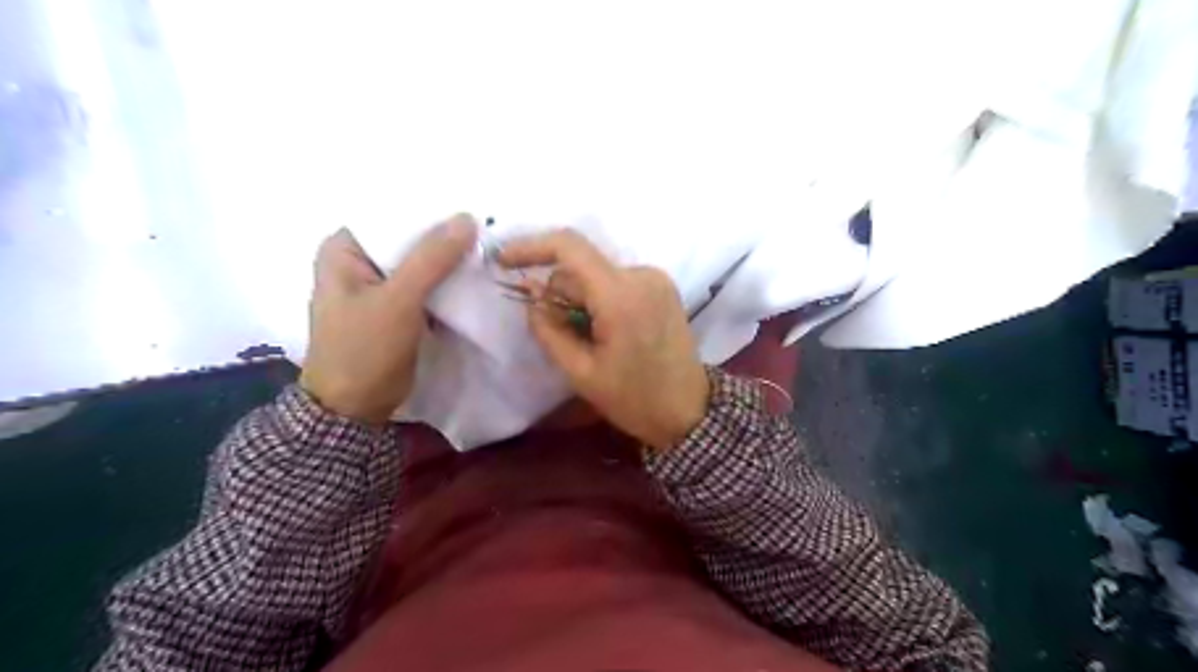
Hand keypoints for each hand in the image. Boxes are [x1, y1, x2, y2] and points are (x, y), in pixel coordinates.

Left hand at [299, 215, 476, 423]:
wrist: (355, 408)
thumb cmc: (364, 350)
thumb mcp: (398, 300)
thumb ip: (431, 259)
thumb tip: (467, 218)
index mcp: (344, 249)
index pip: (392, 213)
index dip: (429, 209)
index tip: (471, 207)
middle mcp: (360, 261)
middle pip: (409, 238)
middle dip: (444, 237)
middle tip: (488, 229)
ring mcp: (380, 286)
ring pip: (421, 263)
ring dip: (450, 261)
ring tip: (488, 249)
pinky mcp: (399, 307)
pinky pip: (427, 285)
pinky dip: (448, 283)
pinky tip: (475, 277)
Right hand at [500, 229, 704, 448]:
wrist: (689, 411)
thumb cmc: (634, 399)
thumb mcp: (580, 372)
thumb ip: (549, 329)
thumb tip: (530, 296)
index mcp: (620, 296)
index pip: (569, 247)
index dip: (530, 247)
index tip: (503, 262)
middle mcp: (641, 275)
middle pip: (581, 267)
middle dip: (560, 295)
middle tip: (560, 335)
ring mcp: (656, 278)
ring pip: (597, 274)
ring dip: (581, 299)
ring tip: (590, 340)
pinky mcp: (662, 286)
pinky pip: (616, 281)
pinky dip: (601, 299)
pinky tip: (607, 331)